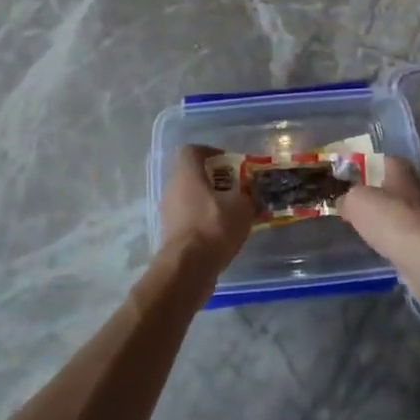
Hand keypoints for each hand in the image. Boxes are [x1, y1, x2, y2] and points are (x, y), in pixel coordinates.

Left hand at [158, 145, 253, 274]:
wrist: (187, 269)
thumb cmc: (214, 226)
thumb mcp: (242, 207)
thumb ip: (248, 196)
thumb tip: (251, 195)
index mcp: (187, 173)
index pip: (193, 150)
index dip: (211, 152)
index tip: (230, 163)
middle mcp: (173, 188)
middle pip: (192, 175)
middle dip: (215, 180)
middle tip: (235, 190)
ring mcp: (168, 212)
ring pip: (190, 198)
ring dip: (209, 202)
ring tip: (231, 214)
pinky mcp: (170, 234)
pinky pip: (188, 219)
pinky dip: (203, 222)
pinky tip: (221, 235)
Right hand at [339, 155, 419, 262]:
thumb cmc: (391, 220)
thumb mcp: (356, 202)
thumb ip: (348, 198)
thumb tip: (344, 202)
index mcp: (402, 172)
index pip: (388, 160)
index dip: (372, 167)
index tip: (357, 178)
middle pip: (399, 188)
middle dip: (384, 195)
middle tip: (362, 207)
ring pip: (407, 214)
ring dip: (394, 220)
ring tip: (373, 231)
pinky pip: (413, 238)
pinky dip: (402, 242)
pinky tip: (388, 250)